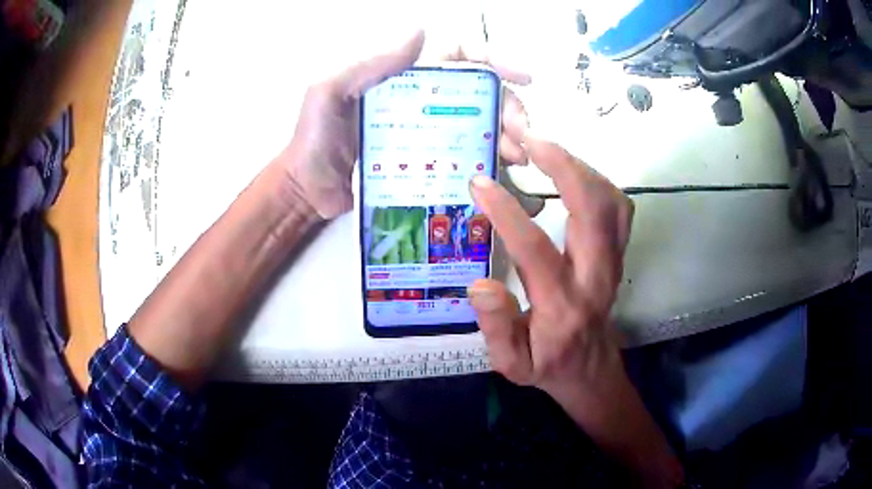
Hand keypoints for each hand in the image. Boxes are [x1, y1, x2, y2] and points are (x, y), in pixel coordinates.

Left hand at [276, 32, 531, 219]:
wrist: (307, 190)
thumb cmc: (312, 139)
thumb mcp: (330, 92)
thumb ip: (368, 64)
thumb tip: (419, 32)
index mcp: (403, 77)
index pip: (456, 56)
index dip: (493, 59)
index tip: (522, 76)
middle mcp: (421, 99)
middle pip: (478, 92)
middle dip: (508, 106)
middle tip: (522, 132)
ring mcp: (426, 131)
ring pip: (477, 123)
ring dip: (505, 134)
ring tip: (517, 154)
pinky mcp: (426, 162)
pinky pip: (463, 156)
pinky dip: (486, 160)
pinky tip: (497, 171)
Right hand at [468, 135, 633, 405]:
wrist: (591, 371)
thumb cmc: (547, 366)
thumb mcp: (511, 363)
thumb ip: (496, 327)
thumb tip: (480, 284)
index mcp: (562, 305)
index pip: (536, 249)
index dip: (506, 212)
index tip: (479, 183)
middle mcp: (596, 275)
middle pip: (593, 209)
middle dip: (560, 164)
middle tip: (526, 137)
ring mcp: (613, 261)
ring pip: (611, 200)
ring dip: (579, 165)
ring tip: (543, 146)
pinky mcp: (618, 253)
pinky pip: (617, 206)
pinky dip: (595, 179)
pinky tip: (570, 171)